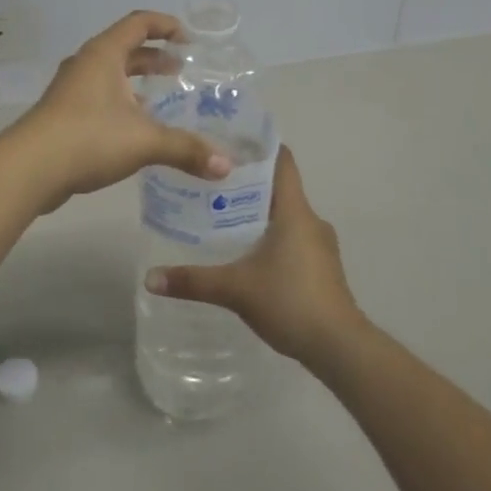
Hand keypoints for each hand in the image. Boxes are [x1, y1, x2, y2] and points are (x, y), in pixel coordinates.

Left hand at [14, 10, 232, 209]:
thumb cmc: (89, 137)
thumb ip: (186, 149)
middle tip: (180, 71)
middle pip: (125, 48)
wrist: (29, 169)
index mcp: (104, 54)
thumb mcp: (145, 141)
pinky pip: (98, 97)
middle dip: (154, 57)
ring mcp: (70, 90)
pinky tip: (134, 129)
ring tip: (161, 100)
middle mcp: (86, 64)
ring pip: (110, 75)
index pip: (139, 23)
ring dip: (135, 82)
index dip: (166, 25)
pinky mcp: (62, 115)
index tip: (189, 39)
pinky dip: (120, 103)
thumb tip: (226, 166)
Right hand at [144, 146, 364, 369]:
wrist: (340, 348)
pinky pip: (294, 239)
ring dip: (260, 214)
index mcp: (295, 211)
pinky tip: (249, 255)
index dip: (259, 147)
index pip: (282, 161)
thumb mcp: (235, 289)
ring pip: (287, 216)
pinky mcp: (323, 269)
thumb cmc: (290, 301)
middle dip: (248, 184)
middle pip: (280, 188)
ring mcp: (321, 246)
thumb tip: (150, 278)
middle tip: (212, 184)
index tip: (231, 142)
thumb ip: (193, 281)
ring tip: (224, 217)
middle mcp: (311, 220)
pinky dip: (273, 238)